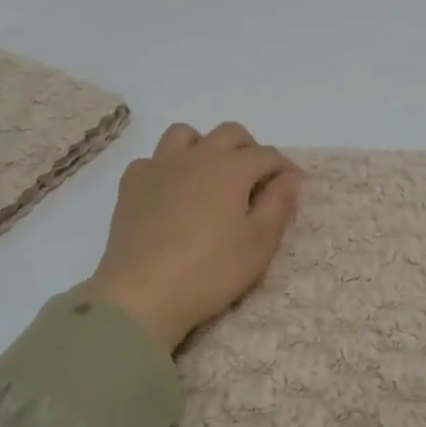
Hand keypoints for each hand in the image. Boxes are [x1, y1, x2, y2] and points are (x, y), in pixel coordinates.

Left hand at [84, 122, 302, 353]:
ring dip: (204, 146)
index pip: (267, 155)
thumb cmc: (211, 270)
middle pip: (229, 133)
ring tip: (210, 176)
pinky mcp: (131, 186)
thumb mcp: (259, 244)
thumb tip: (290, 178)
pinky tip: (169, 193)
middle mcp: (196, 156)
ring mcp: (159, 167)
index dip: (285, 167)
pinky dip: (166, 168)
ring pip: (184, 134)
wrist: (142, 293)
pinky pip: (151, 160)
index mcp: (231, 168)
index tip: (294, 185)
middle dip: (249, 149)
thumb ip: (278, 205)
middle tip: (256, 179)